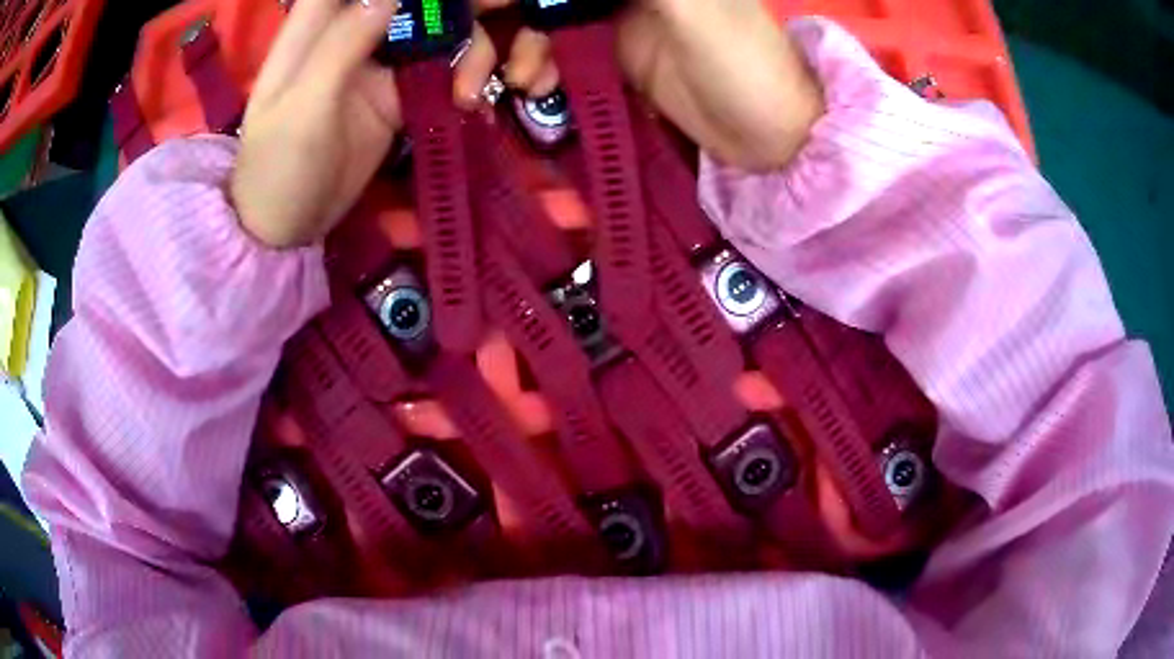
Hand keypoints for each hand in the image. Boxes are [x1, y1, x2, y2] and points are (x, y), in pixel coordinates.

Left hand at [231, 0, 497, 248]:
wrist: (288, 227)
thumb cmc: (278, 166)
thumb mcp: (303, 107)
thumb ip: (342, 45)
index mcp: (323, 22)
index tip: (456, 0)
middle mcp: (362, 28)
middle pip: (429, 0)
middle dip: (475, 8)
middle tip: (512, 24)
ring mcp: (388, 60)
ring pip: (452, 30)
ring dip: (483, 52)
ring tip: (475, 96)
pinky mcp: (407, 92)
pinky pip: (453, 71)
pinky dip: (476, 80)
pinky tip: (477, 106)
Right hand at [504, 0, 823, 169]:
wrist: (771, 136)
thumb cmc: (743, 64)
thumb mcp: (687, 6)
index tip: (475, 12)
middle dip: (494, 20)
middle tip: (466, 61)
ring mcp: (615, 14)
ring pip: (538, 18)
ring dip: (507, 49)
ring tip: (500, 85)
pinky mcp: (612, 51)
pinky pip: (554, 49)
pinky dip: (534, 66)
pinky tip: (533, 86)